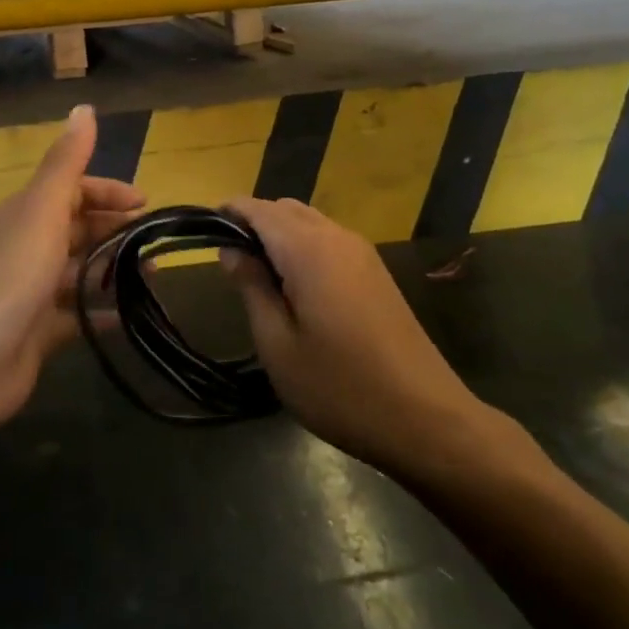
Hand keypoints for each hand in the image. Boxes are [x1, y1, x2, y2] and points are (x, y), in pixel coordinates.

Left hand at [0, 105, 144, 431]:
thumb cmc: (9, 279)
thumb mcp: (41, 211)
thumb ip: (66, 162)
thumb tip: (84, 107)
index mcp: (23, 215)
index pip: (70, 190)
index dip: (107, 191)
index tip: (145, 204)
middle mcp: (24, 247)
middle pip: (77, 229)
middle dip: (115, 231)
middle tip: (155, 243)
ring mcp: (29, 292)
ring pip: (79, 271)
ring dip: (113, 270)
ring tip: (152, 278)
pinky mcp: (36, 332)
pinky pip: (76, 314)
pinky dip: (101, 312)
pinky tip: (129, 317)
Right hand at [221, 198, 499, 476]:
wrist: (426, 419)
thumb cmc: (340, 387)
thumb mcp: (278, 345)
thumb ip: (251, 287)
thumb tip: (231, 249)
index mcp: (309, 249)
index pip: (259, 209)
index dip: (228, 212)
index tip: (202, 228)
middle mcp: (337, 237)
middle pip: (285, 209)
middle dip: (253, 222)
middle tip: (227, 261)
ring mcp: (362, 253)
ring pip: (309, 221)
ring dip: (279, 234)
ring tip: (257, 276)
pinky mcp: (376, 272)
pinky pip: (329, 240)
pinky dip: (302, 246)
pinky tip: (294, 287)